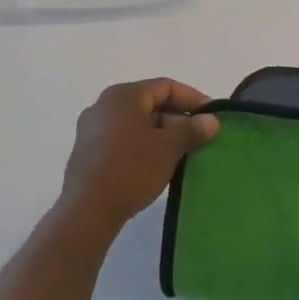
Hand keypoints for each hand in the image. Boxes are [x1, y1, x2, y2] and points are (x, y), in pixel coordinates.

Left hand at [61, 79, 218, 235]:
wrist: (86, 212)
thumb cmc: (132, 169)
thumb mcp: (170, 147)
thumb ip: (192, 129)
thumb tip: (211, 121)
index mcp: (123, 96)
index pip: (166, 87)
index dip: (193, 99)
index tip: (212, 116)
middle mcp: (104, 106)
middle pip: (150, 104)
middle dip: (178, 119)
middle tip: (199, 137)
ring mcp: (91, 130)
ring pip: (137, 124)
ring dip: (162, 135)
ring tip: (182, 153)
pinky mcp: (87, 153)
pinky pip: (123, 139)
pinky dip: (143, 146)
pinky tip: (157, 165)